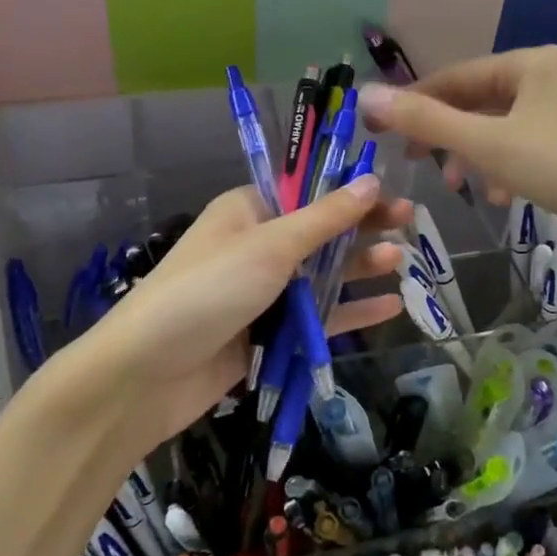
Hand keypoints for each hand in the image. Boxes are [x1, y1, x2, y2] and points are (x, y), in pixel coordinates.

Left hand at [79, 177, 410, 451]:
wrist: (146, 375)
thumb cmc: (207, 291)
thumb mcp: (269, 246)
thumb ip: (324, 218)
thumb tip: (371, 180)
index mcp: (248, 211)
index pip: (307, 190)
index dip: (349, 189)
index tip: (391, 190)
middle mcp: (257, 246)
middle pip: (320, 231)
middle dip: (362, 227)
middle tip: (410, 222)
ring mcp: (263, 292)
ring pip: (322, 275)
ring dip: (359, 267)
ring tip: (400, 261)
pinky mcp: (269, 333)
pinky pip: (317, 316)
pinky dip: (350, 310)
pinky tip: (389, 306)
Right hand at [358, 46, 556, 240]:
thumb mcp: (486, 144)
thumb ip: (426, 121)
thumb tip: (365, 95)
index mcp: (527, 63)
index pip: (454, 77)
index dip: (413, 103)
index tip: (378, 130)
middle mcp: (546, 78)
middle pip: (477, 102)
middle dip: (444, 134)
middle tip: (415, 162)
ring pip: (499, 128)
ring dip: (472, 155)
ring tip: (456, 186)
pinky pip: (523, 148)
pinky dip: (503, 168)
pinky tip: (501, 197)